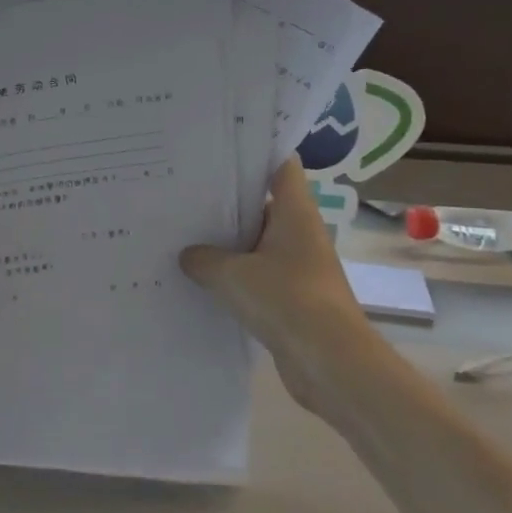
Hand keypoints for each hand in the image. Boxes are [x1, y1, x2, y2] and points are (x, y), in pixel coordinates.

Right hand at [180, 158, 379, 423]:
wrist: (331, 363)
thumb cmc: (287, 301)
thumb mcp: (231, 274)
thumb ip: (203, 258)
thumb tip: (188, 255)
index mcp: (295, 213)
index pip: (280, 166)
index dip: (253, 153)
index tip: (217, 149)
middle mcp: (300, 234)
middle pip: (262, 204)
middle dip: (226, 199)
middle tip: (182, 191)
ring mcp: (297, 267)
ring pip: (256, 243)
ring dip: (226, 242)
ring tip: (181, 233)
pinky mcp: (291, 299)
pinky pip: (256, 276)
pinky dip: (233, 276)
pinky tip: (199, 279)